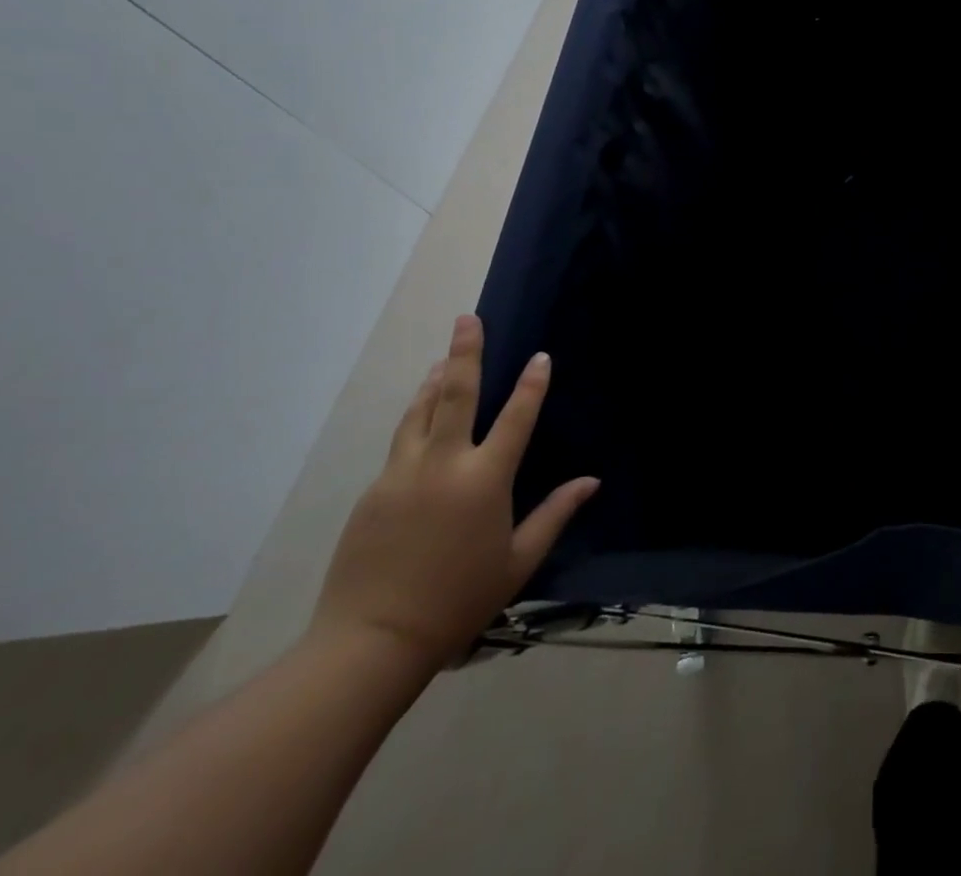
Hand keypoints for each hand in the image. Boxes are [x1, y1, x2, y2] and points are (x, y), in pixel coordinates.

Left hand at [311, 314, 597, 672]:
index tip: (540, 356)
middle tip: (467, 319)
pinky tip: (422, 415)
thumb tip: (590, 481)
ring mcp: (402, 475)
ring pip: (420, 413)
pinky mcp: (374, 492)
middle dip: (465, 353)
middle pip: (455, 396)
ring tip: (445, 359)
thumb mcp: (517, 561)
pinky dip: (416, 417)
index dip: (532, 384)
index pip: (516, 418)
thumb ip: (554, 514)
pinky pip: (401, 442)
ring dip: (436, 382)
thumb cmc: (458, 601)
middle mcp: (443, 466)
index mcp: (484, 480)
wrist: (370, 642)